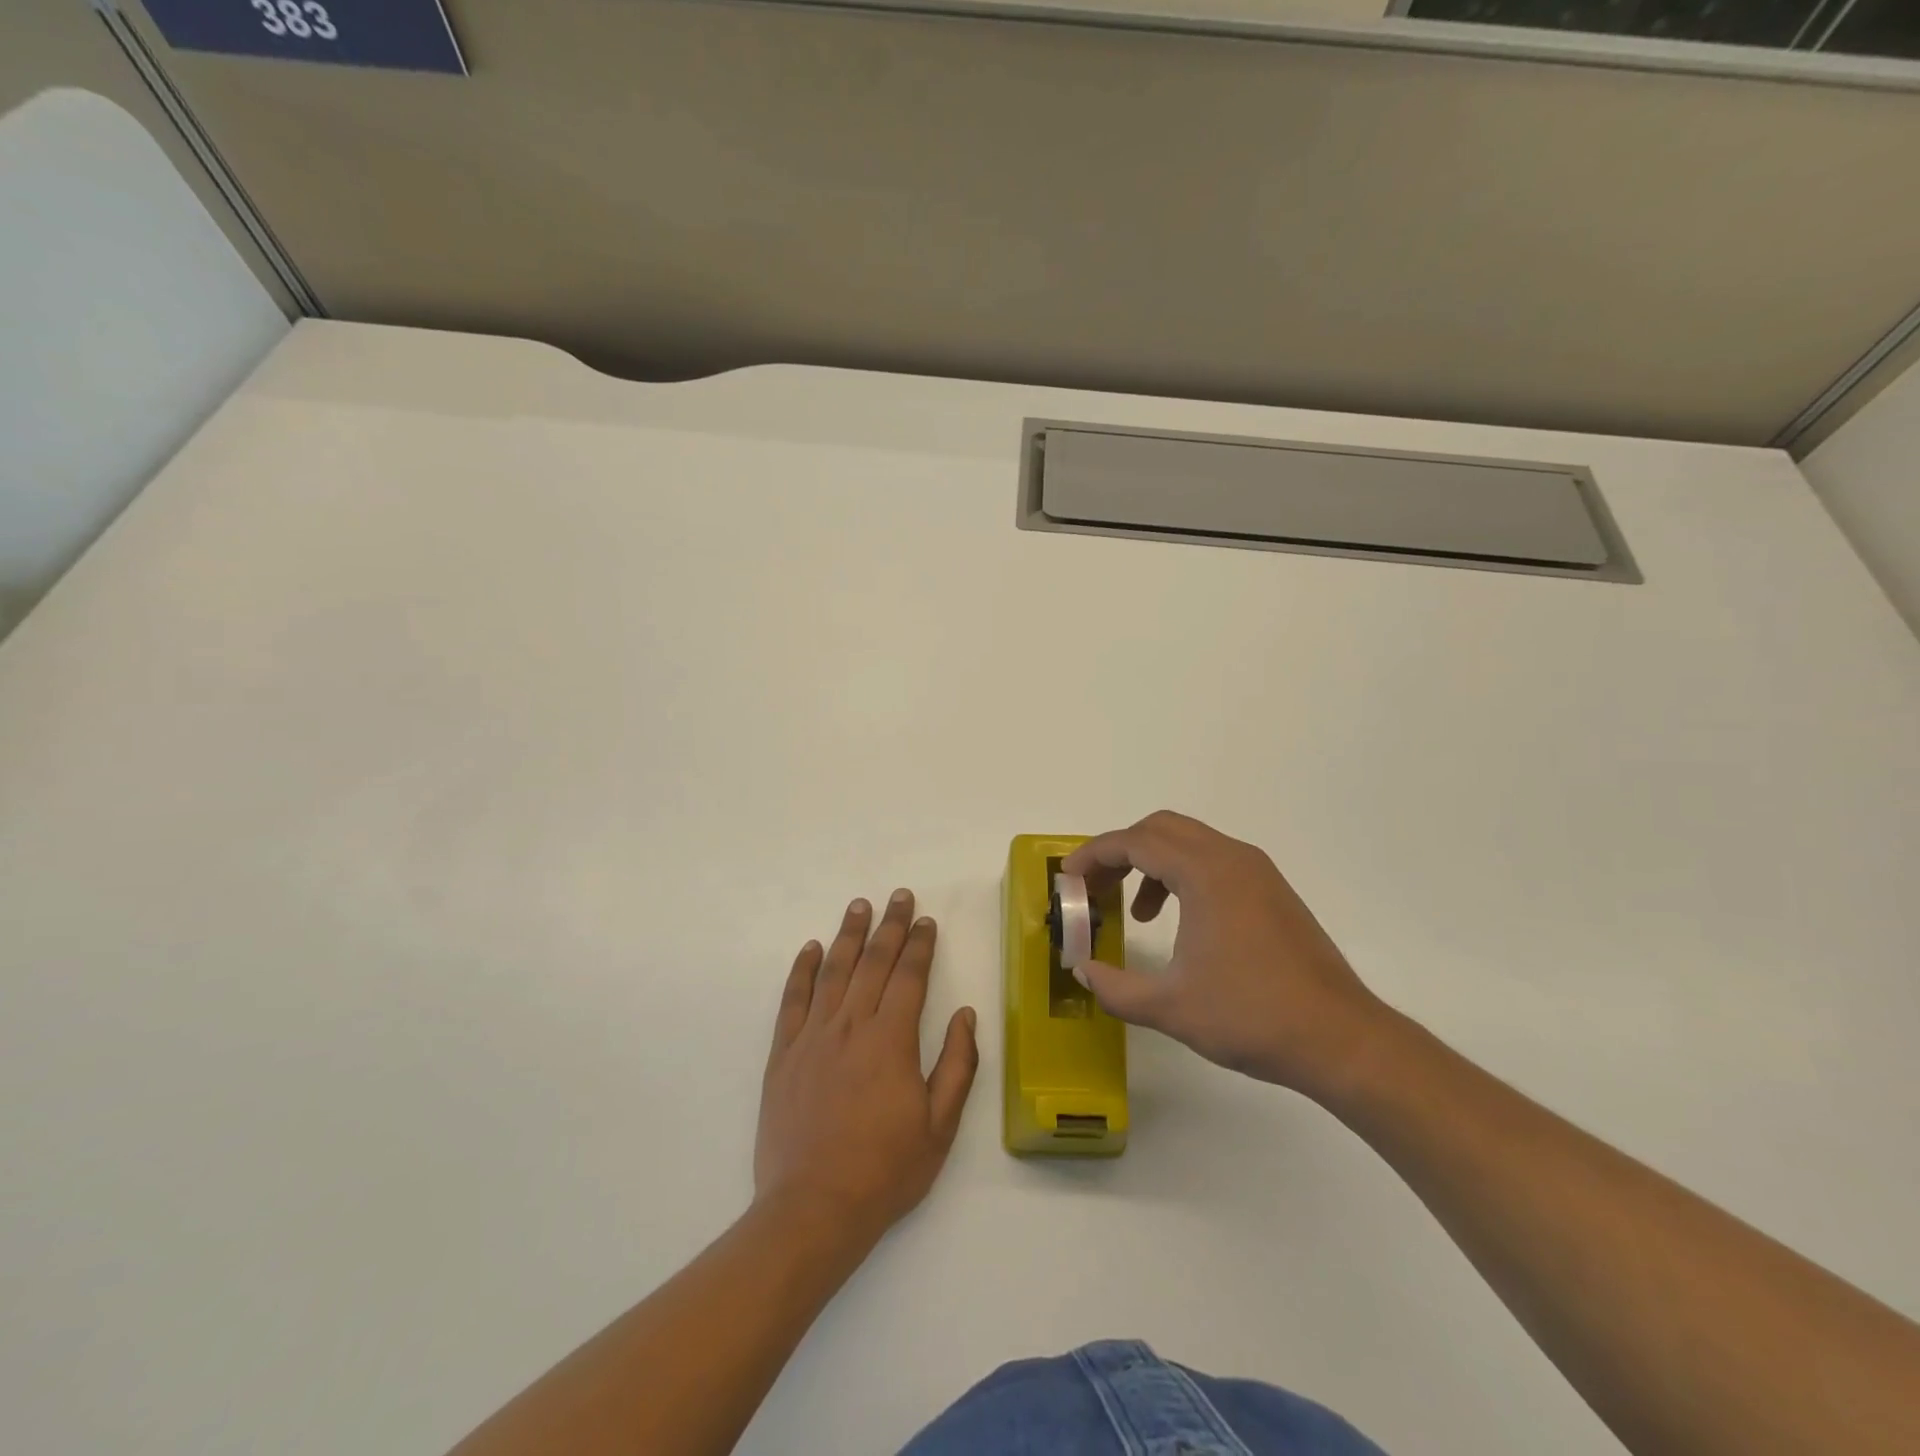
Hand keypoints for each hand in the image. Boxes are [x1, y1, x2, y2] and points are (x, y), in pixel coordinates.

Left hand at [754, 890, 978, 1242]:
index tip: (926, 921)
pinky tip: (811, 948)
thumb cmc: (885, 1171)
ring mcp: (812, 1037)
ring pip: (833, 972)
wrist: (813, 1209)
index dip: (920, 945)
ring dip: (848, 935)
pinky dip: (802, 970)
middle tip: (899, 896)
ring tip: (859, 905)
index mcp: (891, 1040)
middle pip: (873, 962)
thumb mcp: (939, 1127)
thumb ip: (957, 1066)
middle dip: (890, 926)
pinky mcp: (783, 1055)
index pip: (909, 977)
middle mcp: (851, 1026)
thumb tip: (966, 1016)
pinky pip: (792, 1001)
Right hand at [1062, 811, 1389, 1098]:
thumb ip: (1115, 988)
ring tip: (1134, 911)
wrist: (1341, 1039)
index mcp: (1206, 873)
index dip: (1093, 855)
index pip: (1135, 842)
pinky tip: (1177, 922)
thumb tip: (1082, 971)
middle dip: (1119, 852)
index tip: (1068, 878)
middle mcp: (1232, 858)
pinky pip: (1212, 862)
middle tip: (1094, 888)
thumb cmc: (1252, 1016)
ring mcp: (1257, 872)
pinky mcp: (1271, 891)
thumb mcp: (1170, 1007)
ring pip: (1188, 842)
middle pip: (1160, 829)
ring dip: (1150, 863)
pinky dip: (1181, 876)